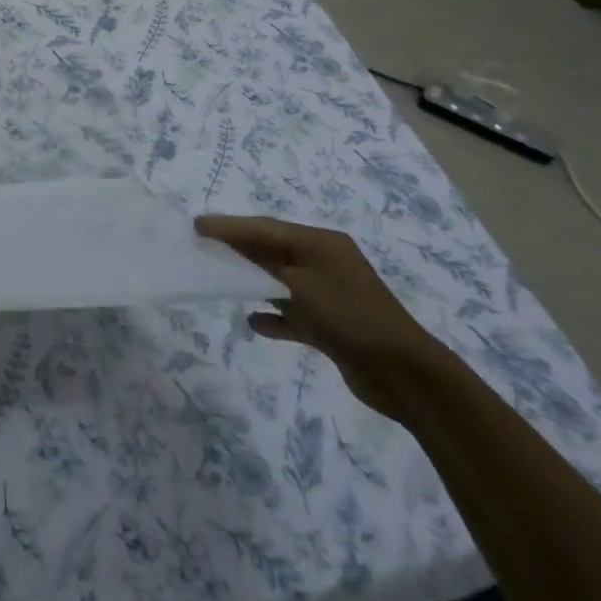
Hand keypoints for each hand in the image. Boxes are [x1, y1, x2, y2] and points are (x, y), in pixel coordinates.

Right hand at [195, 216, 449, 419]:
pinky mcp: (332, 324)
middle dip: (239, 249)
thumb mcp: (299, 286)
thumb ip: (261, 266)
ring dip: (254, 280)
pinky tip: (254, 321)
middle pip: (272, 249)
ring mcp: (330, 293)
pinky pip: (294, 312)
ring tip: (221, 279)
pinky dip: (274, 314)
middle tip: (204, 247)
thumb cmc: (348, 317)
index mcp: (320, 243)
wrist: (404, 374)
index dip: (229, 226)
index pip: (265, 227)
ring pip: (282, 280)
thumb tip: (231, 249)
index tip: (197, 225)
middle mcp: (325, 261)